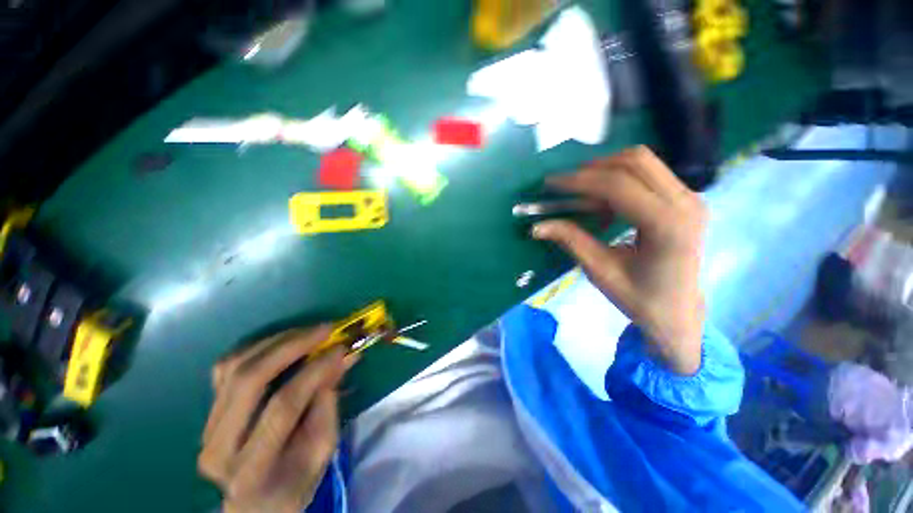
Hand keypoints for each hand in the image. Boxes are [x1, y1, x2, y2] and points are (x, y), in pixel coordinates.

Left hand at [198, 326, 355, 512]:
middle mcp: (219, 445)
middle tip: (324, 329)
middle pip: (250, 379)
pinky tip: (283, 341)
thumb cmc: (295, 481)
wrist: (255, 501)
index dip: (315, 371)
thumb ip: (329, 403)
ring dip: (276, 341)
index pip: (283, 406)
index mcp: (251, 468)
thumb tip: (342, 358)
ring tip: (308, 331)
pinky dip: (257, 347)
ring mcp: (207, 426)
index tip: (341, 349)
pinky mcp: (208, 411)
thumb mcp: (322, 449)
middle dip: (292, 346)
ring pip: (234, 367)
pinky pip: (226, 366)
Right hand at [533, 146, 706, 374]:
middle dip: (592, 169)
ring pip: (642, 162)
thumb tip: (537, 226)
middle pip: (635, 161)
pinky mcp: (686, 199)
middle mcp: (686, 203)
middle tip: (563, 186)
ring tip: (580, 193)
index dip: (579, 181)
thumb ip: (571, 241)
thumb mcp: (600, 271)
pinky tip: (603, 201)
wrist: (678, 312)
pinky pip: (648, 173)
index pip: (618, 185)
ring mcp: (691, 198)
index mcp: (667, 226)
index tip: (550, 184)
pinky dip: (618, 179)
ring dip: (605, 171)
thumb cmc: (640, 299)